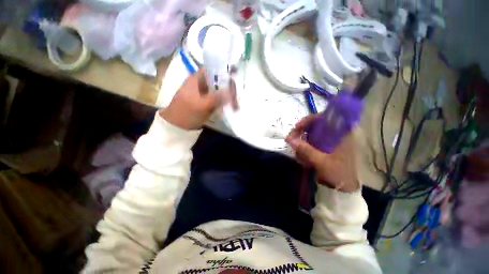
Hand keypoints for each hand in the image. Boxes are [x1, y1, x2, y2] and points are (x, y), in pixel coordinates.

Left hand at [160, 69, 237, 129]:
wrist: (177, 127)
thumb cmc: (186, 113)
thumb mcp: (201, 105)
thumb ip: (217, 97)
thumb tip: (232, 92)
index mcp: (197, 79)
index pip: (213, 69)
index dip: (224, 71)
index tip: (236, 76)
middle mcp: (201, 84)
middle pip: (218, 81)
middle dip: (229, 88)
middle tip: (237, 98)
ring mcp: (204, 94)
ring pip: (220, 91)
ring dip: (229, 97)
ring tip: (236, 106)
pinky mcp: (207, 103)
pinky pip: (219, 99)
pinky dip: (225, 103)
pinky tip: (231, 107)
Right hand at [285, 115, 359, 192]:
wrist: (346, 188)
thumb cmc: (339, 174)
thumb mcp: (321, 162)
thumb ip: (306, 150)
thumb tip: (289, 139)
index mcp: (342, 134)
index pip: (324, 118)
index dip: (309, 120)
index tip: (297, 127)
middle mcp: (336, 134)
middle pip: (315, 125)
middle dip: (301, 132)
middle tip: (291, 139)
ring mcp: (330, 141)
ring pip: (311, 134)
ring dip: (301, 141)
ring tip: (297, 153)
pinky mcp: (325, 147)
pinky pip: (311, 143)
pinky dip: (305, 148)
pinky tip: (301, 157)